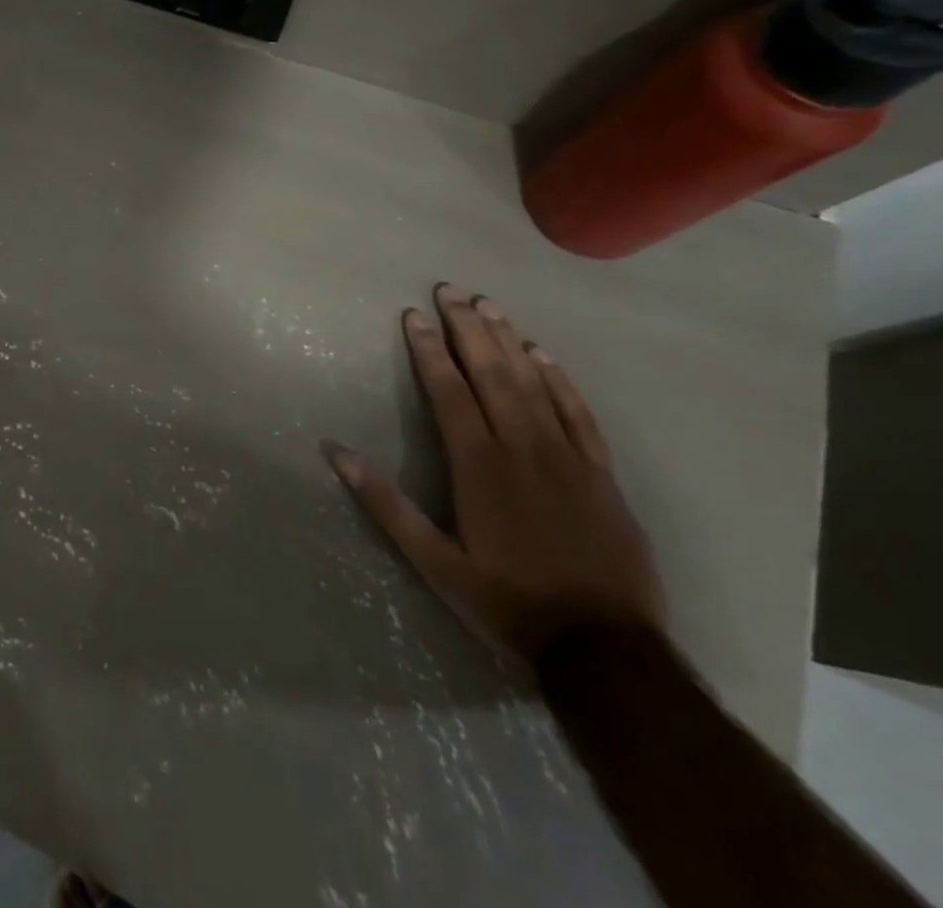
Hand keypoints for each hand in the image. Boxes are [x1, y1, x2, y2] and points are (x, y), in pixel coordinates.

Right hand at [324, 284, 666, 658]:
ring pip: (533, 384)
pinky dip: (560, 380)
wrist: (606, 652)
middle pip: (491, 374)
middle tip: (451, 290)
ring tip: (489, 305)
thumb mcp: (433, 563)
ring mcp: (568, 458)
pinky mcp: (601, 475)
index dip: (428, 350)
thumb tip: (336, 452)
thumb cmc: (507, 603)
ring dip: (508, 342)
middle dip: (467, 329)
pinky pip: (579, 414)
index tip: (413, 314)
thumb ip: (385, 504)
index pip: (449, 391)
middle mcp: (522, 448)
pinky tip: (544, 355)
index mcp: (479, 465)